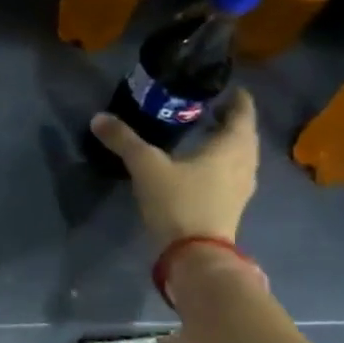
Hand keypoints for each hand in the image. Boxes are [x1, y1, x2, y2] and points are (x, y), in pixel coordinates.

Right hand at [89, 88, 259, 249]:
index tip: (224, 87)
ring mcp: (241, 186)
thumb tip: (99, 117)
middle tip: (208, 108)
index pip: (243, 112)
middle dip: (229, 120)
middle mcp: (244, 162)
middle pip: (244, 134)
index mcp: (231, 145)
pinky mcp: (232, 205)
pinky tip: (201, 166)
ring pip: (240, 155)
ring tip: (204, 134)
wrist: (195, 254)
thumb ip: (124, 140)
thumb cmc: (178, 201)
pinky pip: (232, 173)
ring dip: (227, 142)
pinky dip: (222, 162)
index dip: (236, 98)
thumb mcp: (146, 166)